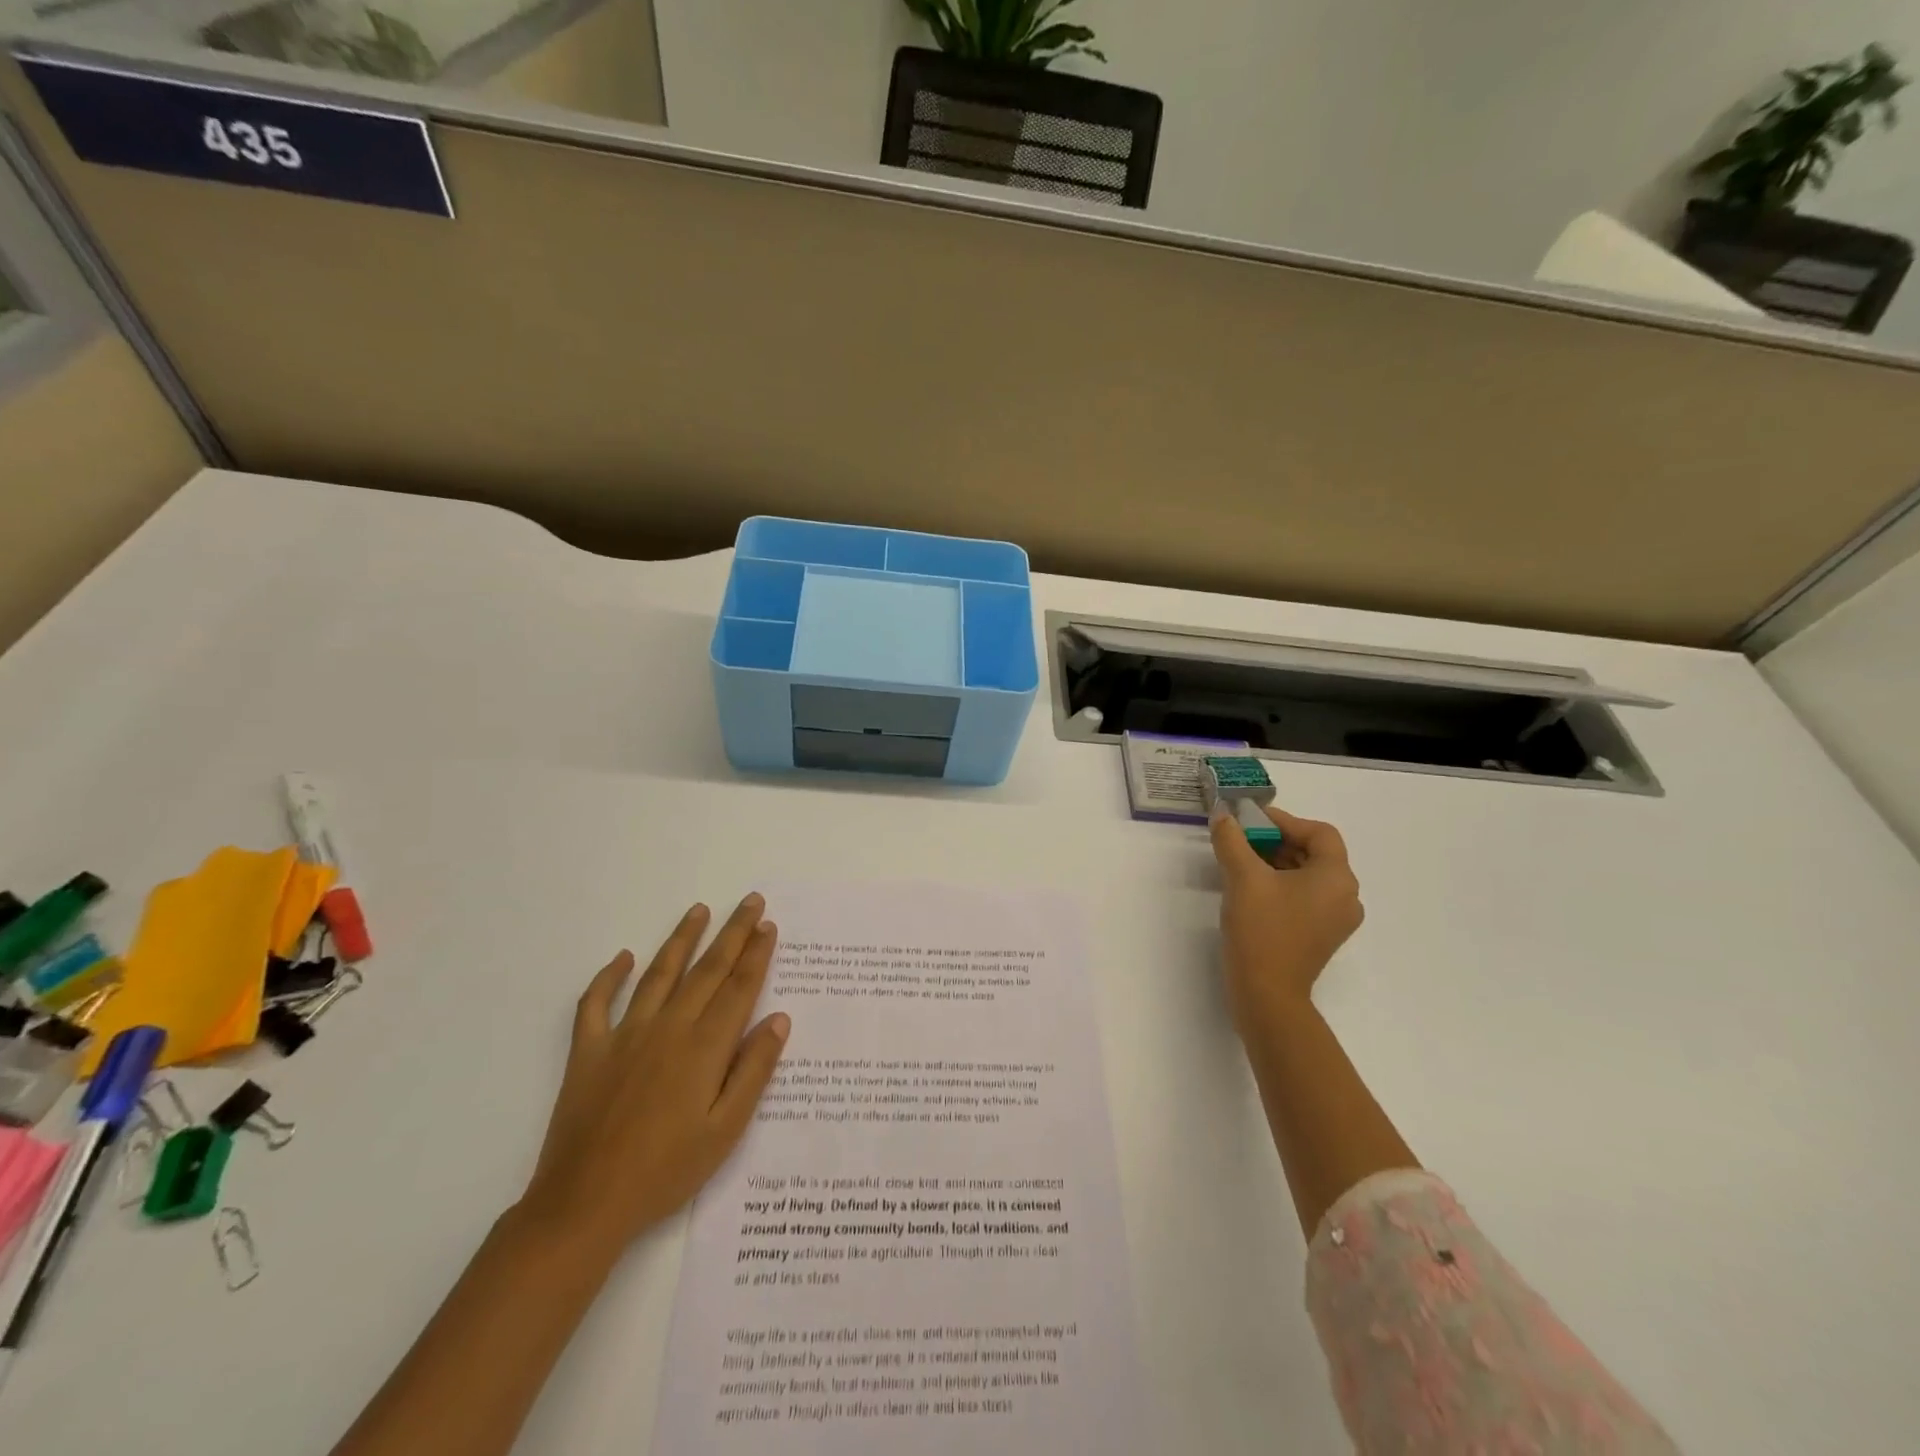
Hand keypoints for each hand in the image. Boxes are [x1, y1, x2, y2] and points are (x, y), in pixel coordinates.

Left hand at [518, 894, 790, 1257]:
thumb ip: (753, 1070)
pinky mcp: (588, 1052)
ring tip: (699, 911)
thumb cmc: (665, 1172)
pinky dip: (608, 978)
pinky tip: (622, 958)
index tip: (768, 925)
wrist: (583, 1206)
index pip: (738, 987)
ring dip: (681, 939)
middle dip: (732, 933)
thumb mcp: (725, 1131)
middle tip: (750, 901)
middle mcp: (668, 1028)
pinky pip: (595, 1004)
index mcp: (704, 1048)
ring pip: (659, 974)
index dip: (756, 954)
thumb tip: (778, 1019)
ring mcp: (624, 1036)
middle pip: (707, 970)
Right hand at [1208, 803, 1363, 1033]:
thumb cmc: (1262, 930)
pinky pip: (1304, 897)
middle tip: (1240, 839)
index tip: (1249, 821)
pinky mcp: (1320, 936)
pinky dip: (1281, 885)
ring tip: (1240, 862)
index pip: (1318, 832)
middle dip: (1276, 841)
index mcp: (1337, 878)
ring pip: (1308, 875)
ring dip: (1276, 862)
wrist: (1266, 995)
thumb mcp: (1242, 877)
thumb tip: (1223, 815)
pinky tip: (1251, 890)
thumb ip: (1232, 840)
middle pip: (1314, 852)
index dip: (1283, 820)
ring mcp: (1335, 919)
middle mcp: (1346, 896)